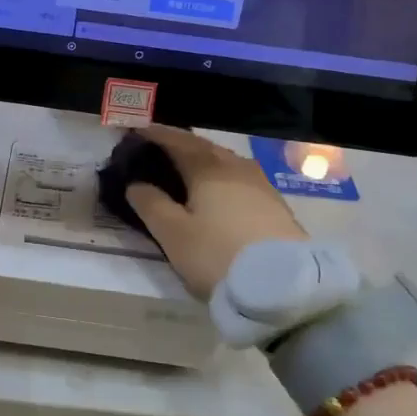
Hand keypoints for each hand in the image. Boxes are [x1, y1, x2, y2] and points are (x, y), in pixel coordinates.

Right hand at [126, 126, 305, 298]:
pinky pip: (240, 179)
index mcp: (208, 168)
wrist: (281, 284)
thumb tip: (135, 184)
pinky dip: (221, 177)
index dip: (156, 135)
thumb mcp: (173, 234)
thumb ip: (150, 205)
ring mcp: (261, 185)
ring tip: (186, 169)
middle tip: (159, 148)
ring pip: (225, 162)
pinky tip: (218, 191)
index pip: (177, 141)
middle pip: (204, 147)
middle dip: (180, 144)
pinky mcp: (276, 205)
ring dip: (203, 160)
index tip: (136, 131)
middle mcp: (236, 167)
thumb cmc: (217, 254)